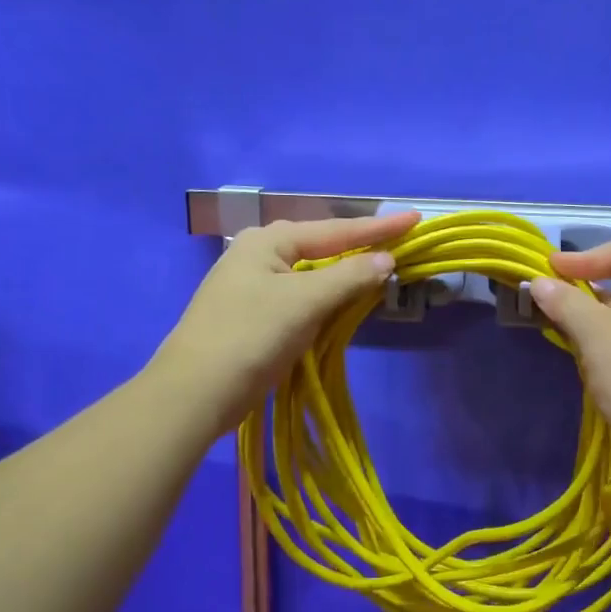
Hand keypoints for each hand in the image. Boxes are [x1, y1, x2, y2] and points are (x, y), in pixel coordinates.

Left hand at [156, 211, 419, 434]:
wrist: (195, 392)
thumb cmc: (251, 335)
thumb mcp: (305, 301)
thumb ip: (349, 276)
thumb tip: (386, 259)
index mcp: (267, 241)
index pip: (335, 230)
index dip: (378, 227)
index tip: (415, 218)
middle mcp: (257, 255)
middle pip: (320, 247)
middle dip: (359, 247)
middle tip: (398, 244)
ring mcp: (252, 287)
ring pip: (310, 274)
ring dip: (343, 275)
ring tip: (378, 270)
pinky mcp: (252, 317)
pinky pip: (300, 298)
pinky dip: (325, 299)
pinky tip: (341, 304)